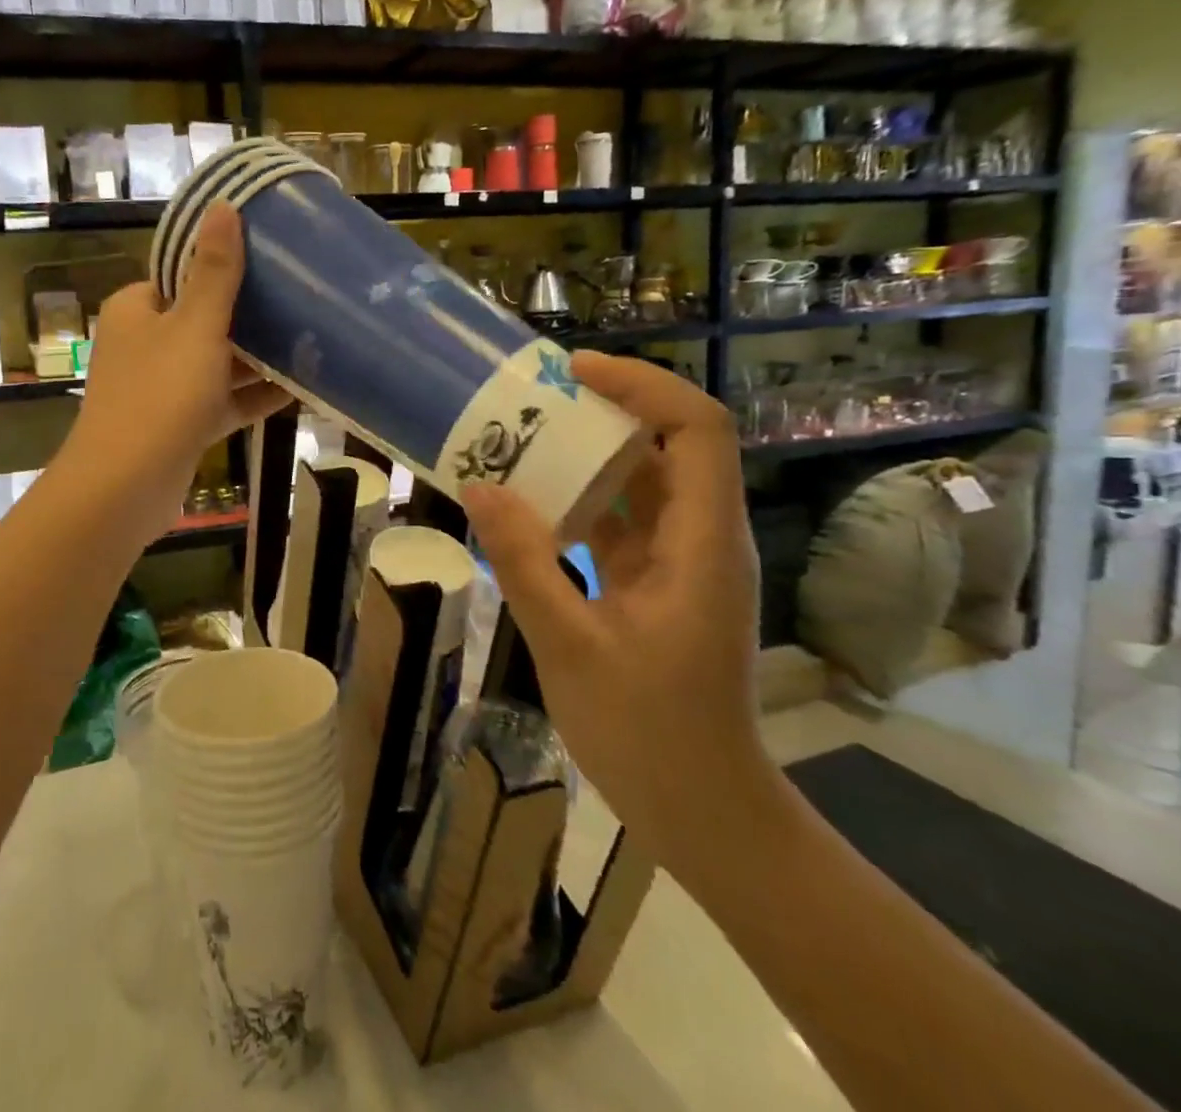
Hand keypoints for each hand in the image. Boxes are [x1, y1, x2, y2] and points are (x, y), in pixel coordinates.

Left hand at [67, 204, 291, 517]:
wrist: (125, 489)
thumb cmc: (159, 397)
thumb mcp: (194, 327)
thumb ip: (214, 272)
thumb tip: (223, 206)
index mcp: (138, 309)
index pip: (182, 273)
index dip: (224, 264)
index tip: (272, 258)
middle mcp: (146, 343)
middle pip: (204, 317)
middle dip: (251, 312)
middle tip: (303, 297)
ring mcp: (163, 387)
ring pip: (217, 361)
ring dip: (258, 355)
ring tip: (311, 338)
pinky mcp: (180, 424)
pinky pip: (223, 399)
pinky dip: (254, 394)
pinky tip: (300, 389)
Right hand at [461, 353, 772, 871]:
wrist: (702, 808)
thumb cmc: (647, 733)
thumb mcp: (570, 645)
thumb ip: (524, 562)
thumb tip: (479, 486)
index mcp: (701, 544)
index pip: (696, 430)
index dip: (642, 386)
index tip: (574, 371)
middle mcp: (700, 538)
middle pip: (668, 443)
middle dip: (603, 408)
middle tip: (531, 397)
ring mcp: (680, 560)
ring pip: (640, 480)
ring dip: (584, 452)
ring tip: (518, 436)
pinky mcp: (656, 580)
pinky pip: (619, 518)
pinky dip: (576, 498)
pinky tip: (526, 500)